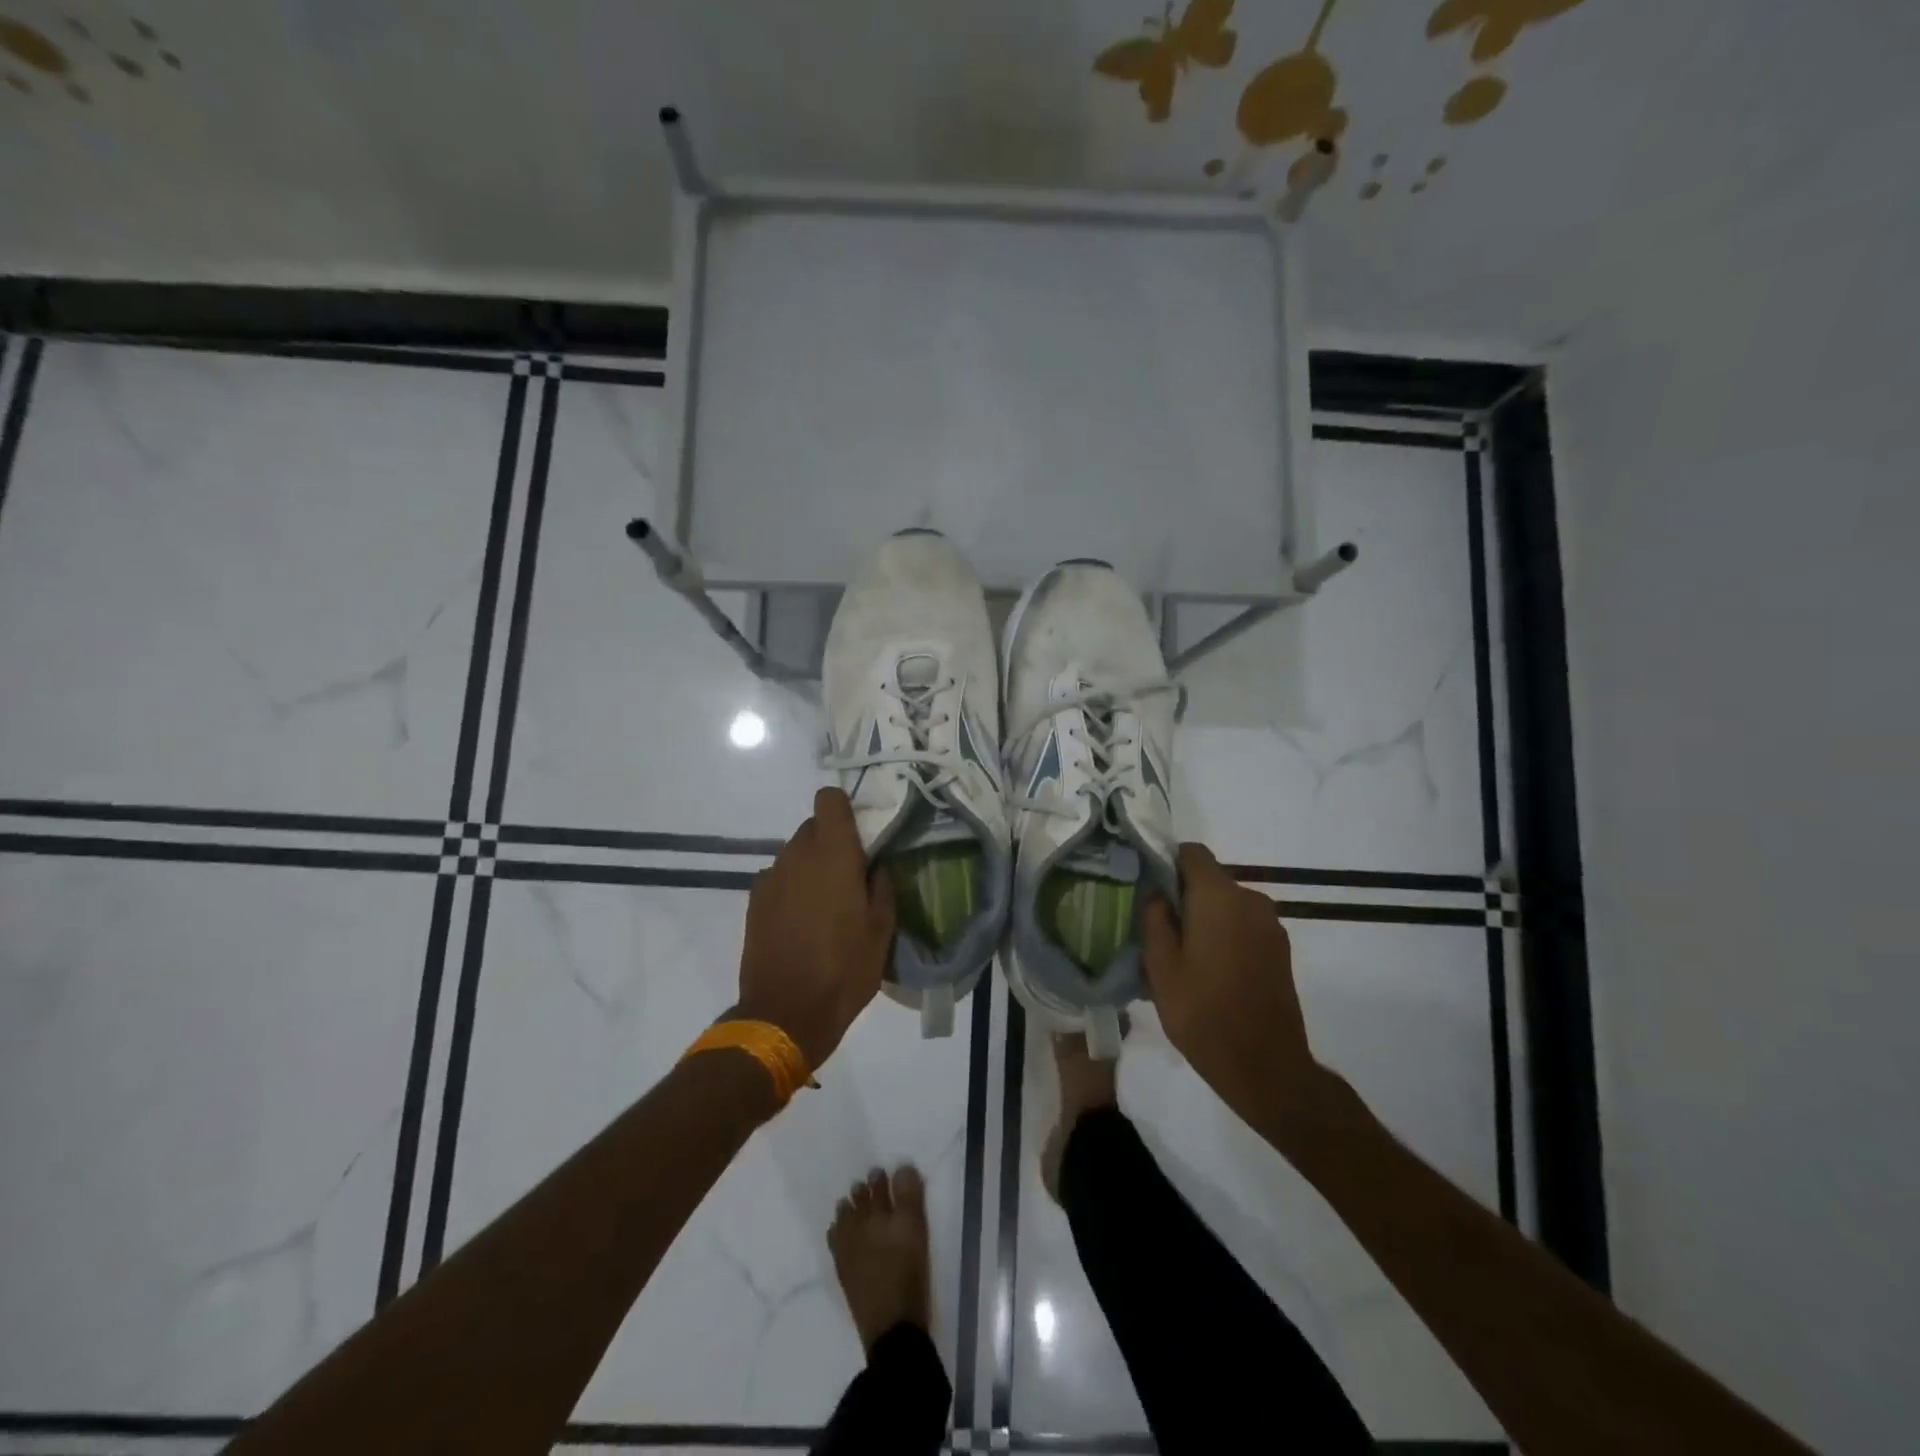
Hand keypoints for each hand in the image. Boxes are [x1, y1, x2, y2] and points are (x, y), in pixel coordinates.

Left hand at [735, 788, 895, 1069]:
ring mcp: (770, 877)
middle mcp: (797, 855)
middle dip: (831, 842)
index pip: (829, 799)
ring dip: (811, 866)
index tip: (858, 834)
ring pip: (795, 854)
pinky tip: (801, 922)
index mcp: (833, 854)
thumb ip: (882, 886)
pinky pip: (778, 878)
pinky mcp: (754, 901)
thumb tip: (876, 864)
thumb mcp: (882, 930)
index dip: (844, 809)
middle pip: (813, 827)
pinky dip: (791, 888)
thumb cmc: (845, 969)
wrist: (785, 1013)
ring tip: (825, 906)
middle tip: (849, 877)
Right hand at [1142, 843, 1322, 1124]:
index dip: (1167, 863)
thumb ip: (1155, 918)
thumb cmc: (1203, 1013)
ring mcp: (1270, 925)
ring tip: (1183, 955)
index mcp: (1218, 896)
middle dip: (1183, 896)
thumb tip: (1157, 893)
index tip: (1148, 889)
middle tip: (1158, 929)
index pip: (1191, 853)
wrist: (1266, 1066)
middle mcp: (1250, 899)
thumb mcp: (1160, 966)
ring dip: (1205, 918)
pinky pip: (1243, 925)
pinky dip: (1225, 934)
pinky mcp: (1280, 949)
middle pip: (1209, 879)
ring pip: (1226, 904)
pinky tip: (1210, 970)